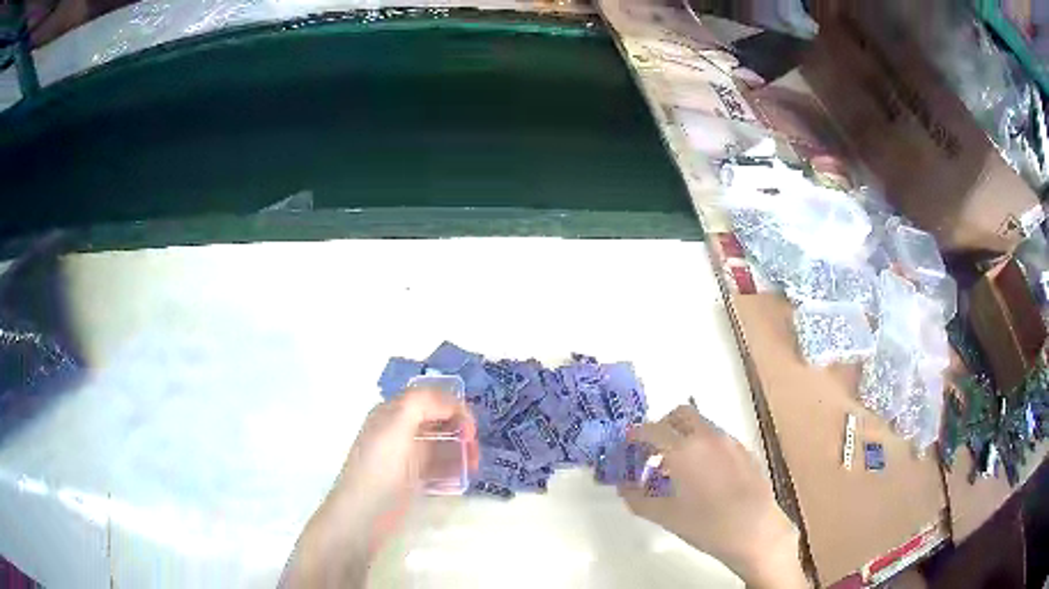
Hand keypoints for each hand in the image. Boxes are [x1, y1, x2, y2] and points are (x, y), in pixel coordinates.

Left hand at [281, 388, 477, 587]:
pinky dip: (453, 468)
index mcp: (392, 412)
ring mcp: (406, 457)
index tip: (471, 428)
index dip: (453, 406)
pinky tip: (463, 477)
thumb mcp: (397, 425)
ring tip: (473, 465)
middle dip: (460, 429)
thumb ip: (423, 402)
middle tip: (474, 449)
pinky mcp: (412, 480)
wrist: (364, 515)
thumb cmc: (380, 468)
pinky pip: (438, 467)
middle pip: (437, 420)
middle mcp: (399, 431)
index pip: (429, 397)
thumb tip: (452, 403)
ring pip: (440, 444)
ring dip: (460, 449)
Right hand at [619, 405, 806, 588]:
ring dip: (683, 436)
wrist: (755, 531)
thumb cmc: (706, 525)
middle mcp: (707, 437)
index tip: (628, 445)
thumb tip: (624, 488)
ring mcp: (729, 441)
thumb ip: (638, 499)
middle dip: (662, 426)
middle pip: (680, 414)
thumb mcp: (665, 516)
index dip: (636, 435)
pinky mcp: (744, 451)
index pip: (652, 430)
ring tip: (676, 468)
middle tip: (652, 451)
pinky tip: (703, 476)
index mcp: (684, 449)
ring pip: (701, 425)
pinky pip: (717, 438)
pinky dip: (703, 445)